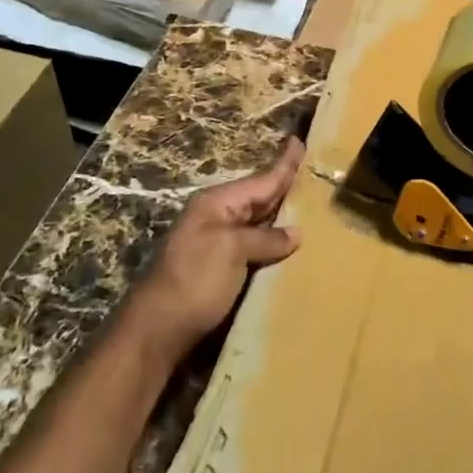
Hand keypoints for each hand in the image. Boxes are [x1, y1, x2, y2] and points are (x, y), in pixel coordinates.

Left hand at [128, 136, 303, 357]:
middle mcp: (218, 218)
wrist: (157, 332)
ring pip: (259, 222)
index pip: (261, 179)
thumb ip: (265, 238)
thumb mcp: (231, 250)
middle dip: (286, 186)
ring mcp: (219, 244)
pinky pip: (256, 247)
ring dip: (283, 215)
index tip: (300, 141)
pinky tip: (293, 244)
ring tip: (312, 203)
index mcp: (217, 203)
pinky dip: (275, 242)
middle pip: (260, 197)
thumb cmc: (195, 280)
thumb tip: (295, 233)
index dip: (283, 164)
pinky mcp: (222, 270)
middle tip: (314, 172)